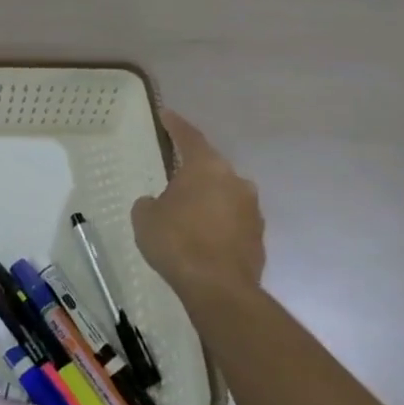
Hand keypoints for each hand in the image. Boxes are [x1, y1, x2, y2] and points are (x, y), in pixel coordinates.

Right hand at [131, 111, 264, 305]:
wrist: (219, 289)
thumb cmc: (177, 241)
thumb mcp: (145, 217)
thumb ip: (150, 202)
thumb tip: (158, 204)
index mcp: (206, 167)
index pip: (189, 136)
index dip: (176, 125)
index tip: (167, 115)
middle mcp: (235, 181)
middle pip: (211, 167)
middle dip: (193, 169)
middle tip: (174, 173)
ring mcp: (251, 210)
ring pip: (225, 195)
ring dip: (208, 199)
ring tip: (187, 211)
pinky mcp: (258, 238)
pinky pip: (232, 221)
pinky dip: (217, 223)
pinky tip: (201, 238)